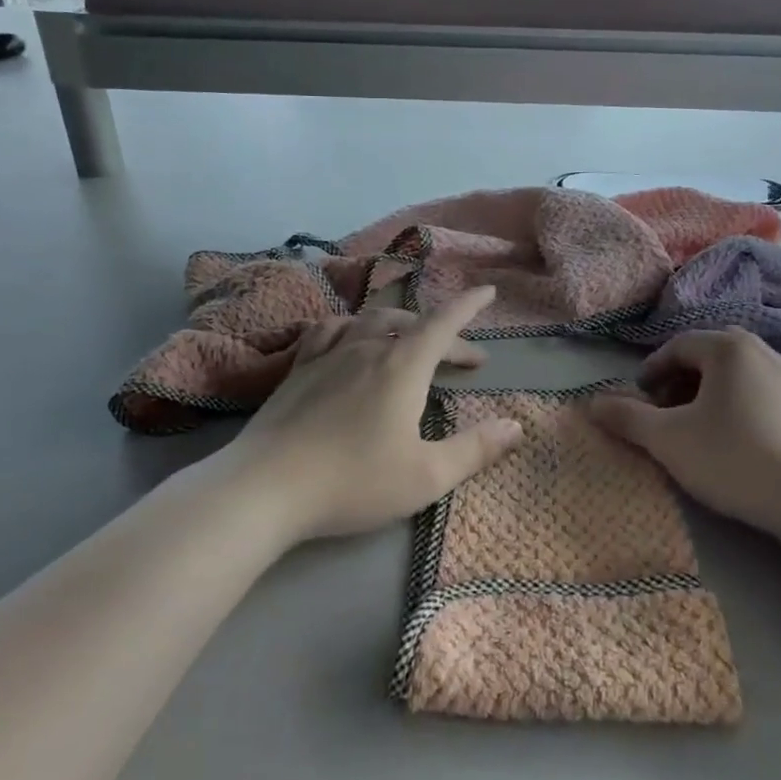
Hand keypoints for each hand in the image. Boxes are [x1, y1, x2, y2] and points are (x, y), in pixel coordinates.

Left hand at [229, 286, 523, 542]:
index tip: (487, 291)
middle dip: (446, 336)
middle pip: (413, 325)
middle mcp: (367, 348)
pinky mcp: (297, 368)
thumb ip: (475, 449)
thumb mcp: (426, 476)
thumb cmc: (353, 481)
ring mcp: (328, 354)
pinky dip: (350, 325)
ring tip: (412, 339)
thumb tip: (516, 425)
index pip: (443, 323)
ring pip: (371, 320)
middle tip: (468, 360)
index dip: (468, 305)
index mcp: (402, 366)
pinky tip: (348, 336)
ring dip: (401, 324)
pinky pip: (329, 329)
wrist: (265, 488)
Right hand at [588, 328, 780, 564]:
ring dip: (723, 397)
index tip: (640, 398)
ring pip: (750, 380)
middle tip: (671, 414)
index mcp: (730, 348)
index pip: (679, 346)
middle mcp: (771, 352)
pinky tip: (756, 447)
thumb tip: (590, 402)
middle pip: (715, 359)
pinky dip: (760, 414)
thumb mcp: (669, 441)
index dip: (653, 370)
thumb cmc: (734, 459)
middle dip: (686, 382)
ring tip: (712, 431)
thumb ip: (627, 418)